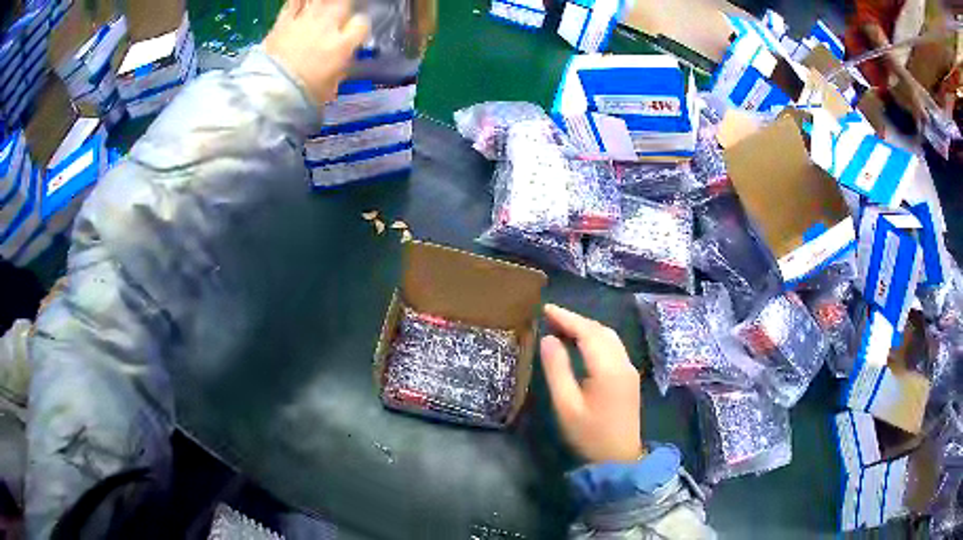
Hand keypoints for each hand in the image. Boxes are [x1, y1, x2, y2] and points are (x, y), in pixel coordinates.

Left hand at [263, 0, 369, 106]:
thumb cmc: (302, 96)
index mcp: (342, 45)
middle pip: (344, 3)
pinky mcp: (283, 22)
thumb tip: (343, 59)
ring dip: (324, 3)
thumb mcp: (330, 86)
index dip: (359, 27)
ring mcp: (304, 21)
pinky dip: (299, 2)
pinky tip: (301, 4)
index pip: (362, 24)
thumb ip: (340, 66)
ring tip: (323, 8)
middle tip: (340, 15)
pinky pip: (294, 3)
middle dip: (345, 8)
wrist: (269, 93)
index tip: (355, 33)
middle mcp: (326, 27)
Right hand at [540, 304, 643, 462]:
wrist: (619, 458)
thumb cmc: (589, 434)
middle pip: (601, 330)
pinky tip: (582, 343)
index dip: (566, 318)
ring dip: (588, 328)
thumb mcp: (566, 405)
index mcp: (607, 369)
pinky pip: (613, 347)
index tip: (545, 309)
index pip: (587, 332)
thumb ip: (557, 369)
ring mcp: (629, 369)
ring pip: (610, 337)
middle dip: (576, 320)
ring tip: (563, 327)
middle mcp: (623, 363)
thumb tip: (549, 339)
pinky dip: (596, 338)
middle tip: (550, 317)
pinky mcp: (629, 377)